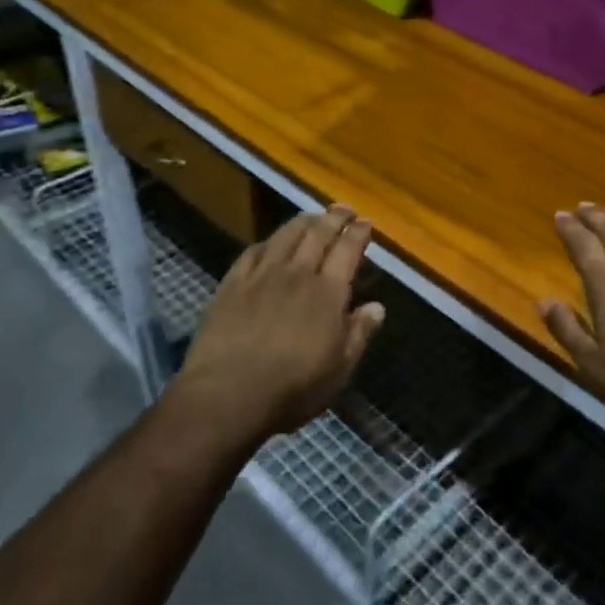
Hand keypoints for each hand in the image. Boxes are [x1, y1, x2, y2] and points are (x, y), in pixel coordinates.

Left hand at [170, 205, 385, 445]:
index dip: (358, 234)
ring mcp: (261, 276)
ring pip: (285, 236)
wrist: (227, 394)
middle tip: (343, 209)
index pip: (348, 250)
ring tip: (311, 217)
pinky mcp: (232, 285)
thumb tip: (377, 306)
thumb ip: (359, 333)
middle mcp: (297, 274)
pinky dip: (267, 241)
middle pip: (318, 234)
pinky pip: (252, 252)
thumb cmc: (293, 388)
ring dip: (302, 222)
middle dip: (334, 218)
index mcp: (327, 292)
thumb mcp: (339, 369)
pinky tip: (269, 242)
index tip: (365, 223)